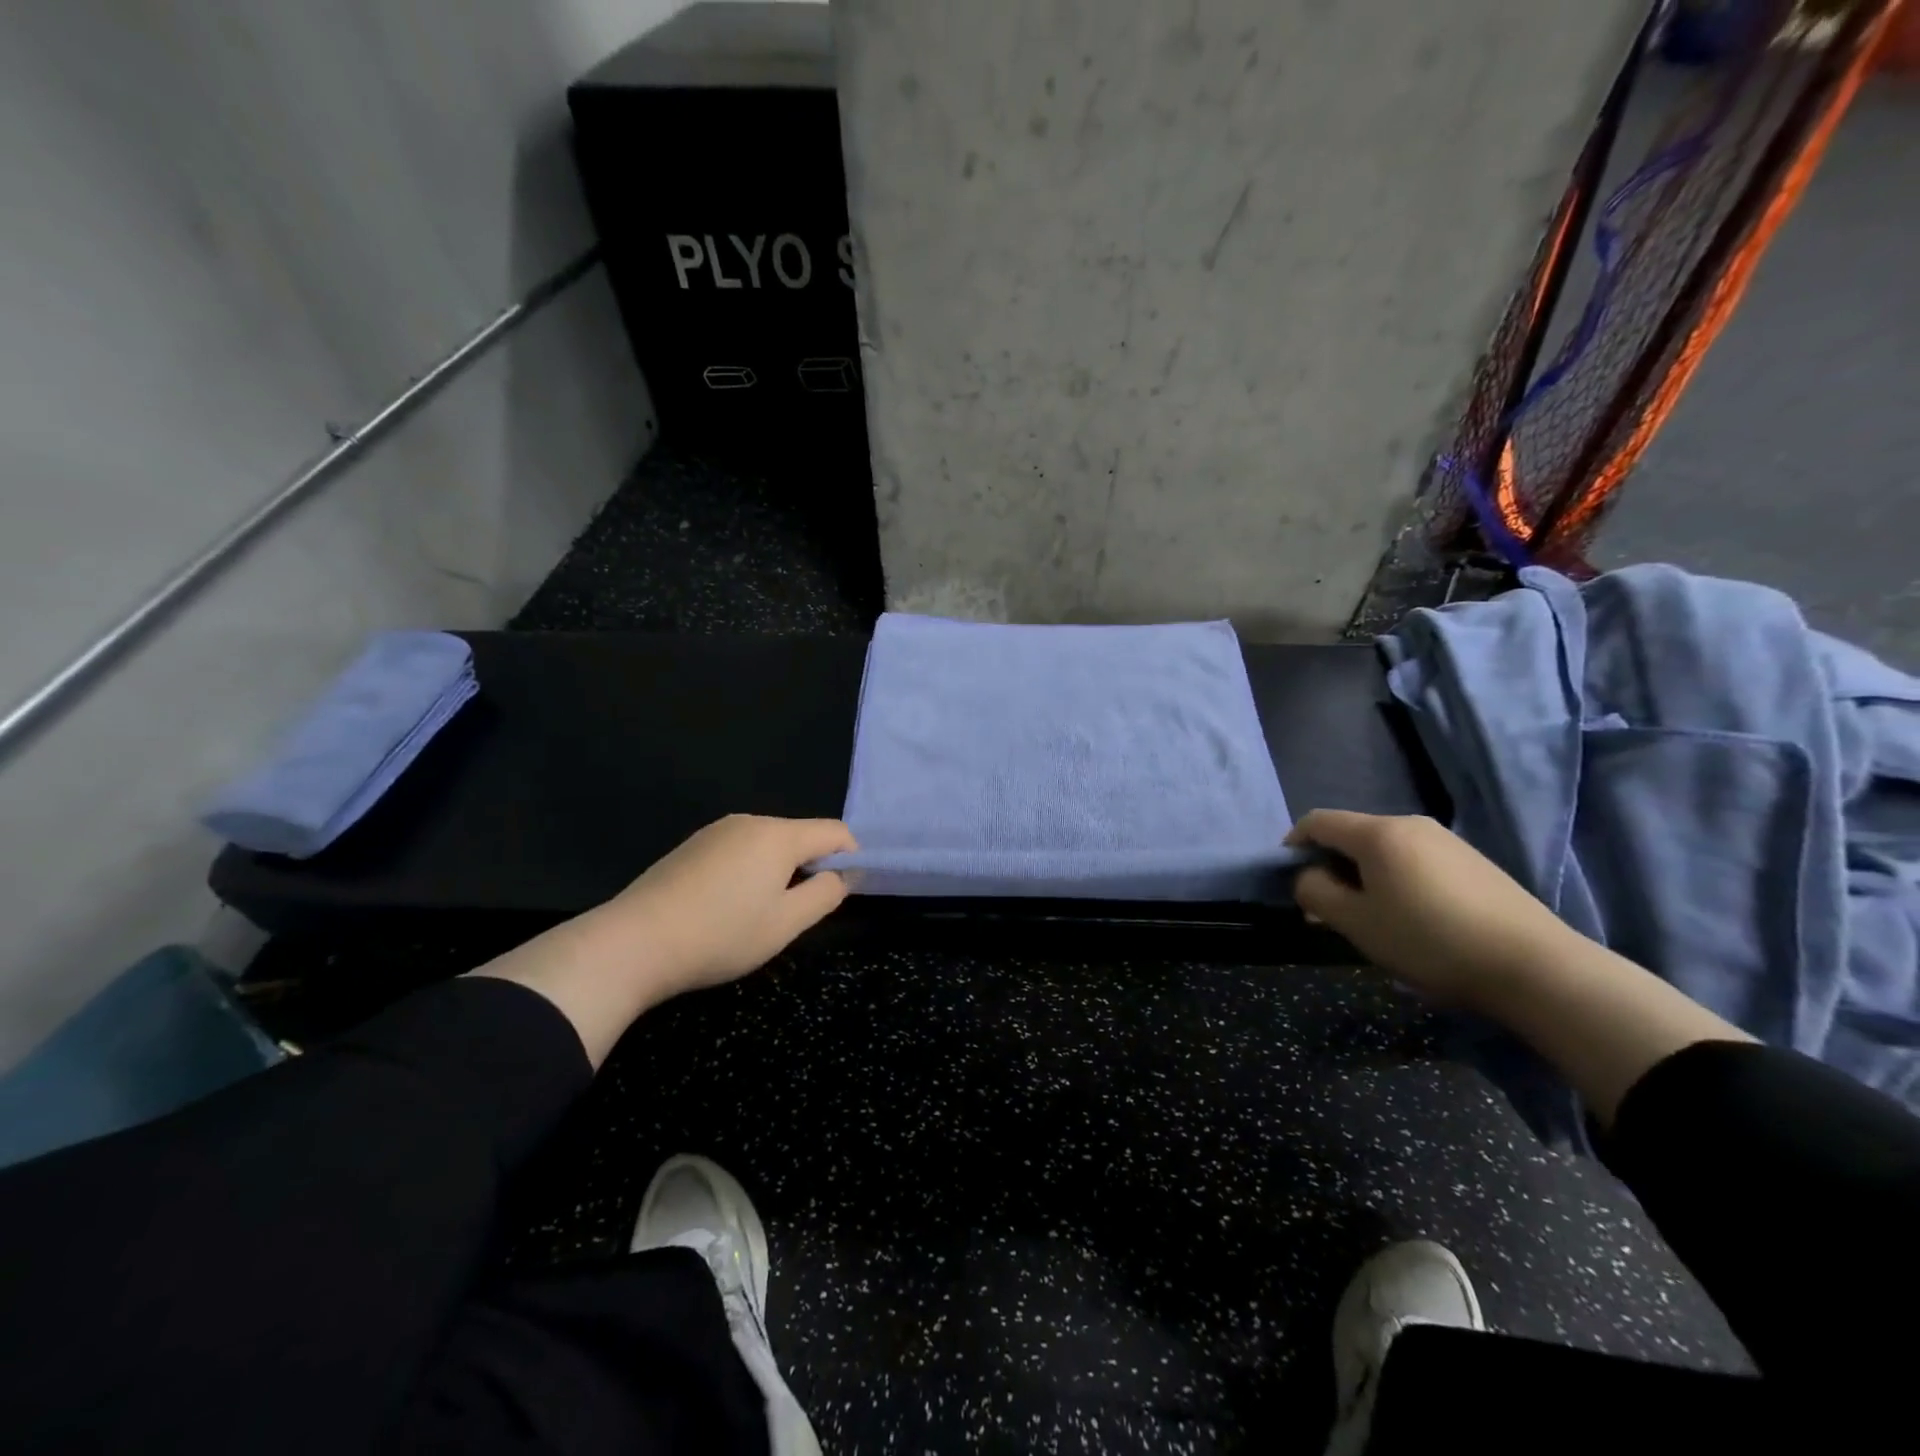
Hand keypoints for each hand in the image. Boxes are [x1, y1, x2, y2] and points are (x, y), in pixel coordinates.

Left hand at [584, 814, 857, 998]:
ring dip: (778, 871)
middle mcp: (750, 821)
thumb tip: (843, 875)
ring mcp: (716, 831)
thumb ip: (825, 895)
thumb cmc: (721, 934)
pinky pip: (739, 850)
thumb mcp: (785, 924)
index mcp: (778, 835)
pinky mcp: (692, 846)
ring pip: (768, 844)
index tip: (842, 893)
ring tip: (759, 915)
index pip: (834, 832)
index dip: (851, 858)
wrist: (633, 943)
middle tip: (797, 913)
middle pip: (800, 836)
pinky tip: (726, 907)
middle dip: (811, 867)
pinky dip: (749, 871)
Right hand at [1286, 810, 1579, 1010]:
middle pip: (1352, 834)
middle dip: (1329, 865)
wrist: (1536, 967)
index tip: (1288, 880)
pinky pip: (1415, 861)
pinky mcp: (1474, 863)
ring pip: (1385, 849)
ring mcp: (1447, 842)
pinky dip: (1396, 880)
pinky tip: (1410, 918)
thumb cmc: (1430, 940)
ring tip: (1368, 917)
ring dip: (1363, 875)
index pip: (1317, 821)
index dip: (1293, 845)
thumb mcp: (1357, 923)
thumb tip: (1306, 877)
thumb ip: (1316, 893)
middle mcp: (1411, 824)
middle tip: (1325, 907)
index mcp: (1378, 833)